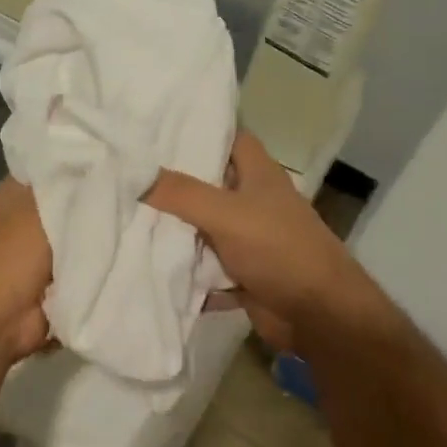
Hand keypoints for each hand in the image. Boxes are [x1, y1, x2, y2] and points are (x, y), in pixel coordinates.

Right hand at [144, 130, 376, 352]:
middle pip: (210, 185)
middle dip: (174, 182)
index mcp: (260, 175)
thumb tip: (136, 173)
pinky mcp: (244, 275)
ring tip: (126, 215)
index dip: (199, 131)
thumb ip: (182, 193)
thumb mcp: (227, 214)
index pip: (230, 138)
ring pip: (205, 228)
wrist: (320, 317)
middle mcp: (255, 202)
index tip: (156, 129)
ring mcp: (250, 241)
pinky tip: (149, 266)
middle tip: (129, 175)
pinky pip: (207, 268)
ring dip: (176, 230)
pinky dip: (186, 271)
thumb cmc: (279, 250)